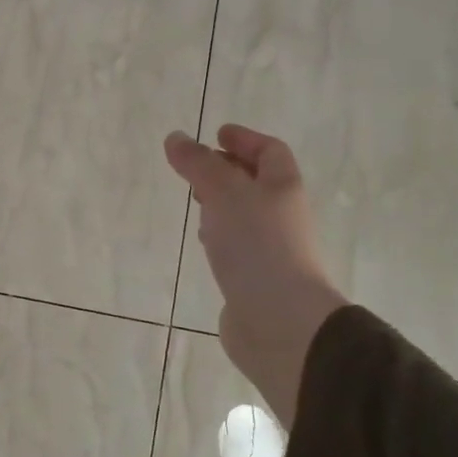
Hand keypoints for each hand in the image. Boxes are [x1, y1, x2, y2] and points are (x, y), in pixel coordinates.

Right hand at [164, 124, 346, 427]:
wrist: (281, 322)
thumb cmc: (257, 246)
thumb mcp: (223, 192)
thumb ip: (198, 163)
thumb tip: (175, 137)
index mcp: (282, 188)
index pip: (270, 151)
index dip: (245, 139)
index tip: (217, 134)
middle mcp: (281, 215)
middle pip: (258, 182)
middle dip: (229, 170)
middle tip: (197, 167)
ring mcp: (271, 250)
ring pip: (245, 215)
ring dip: (222, 204)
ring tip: (196, 201)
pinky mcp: (256, 279)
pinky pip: (238, 247)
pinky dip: (221, 236)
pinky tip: (204, 243)